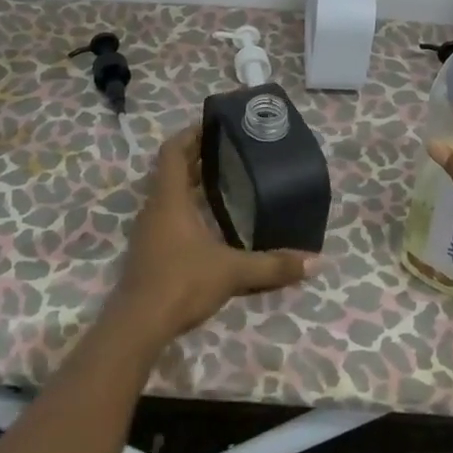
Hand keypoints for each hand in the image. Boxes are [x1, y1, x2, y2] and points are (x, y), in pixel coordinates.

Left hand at [110, 125, 318, 345]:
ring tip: (225, 180)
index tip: (215, 126)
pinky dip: (188, 207)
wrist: (137, 327)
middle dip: (198, 157)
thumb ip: (272, 265)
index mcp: (168, 199)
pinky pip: (168, 215)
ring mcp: (148, 231)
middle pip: (172, 170)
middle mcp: (154, 208)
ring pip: (169, 194)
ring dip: (192, 183)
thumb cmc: (181, 282)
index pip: (173, 152)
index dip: (191, 134)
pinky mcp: (149, 252)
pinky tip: (211, 221)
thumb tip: (315, 261)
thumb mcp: (232, 271)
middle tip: (230, 151)